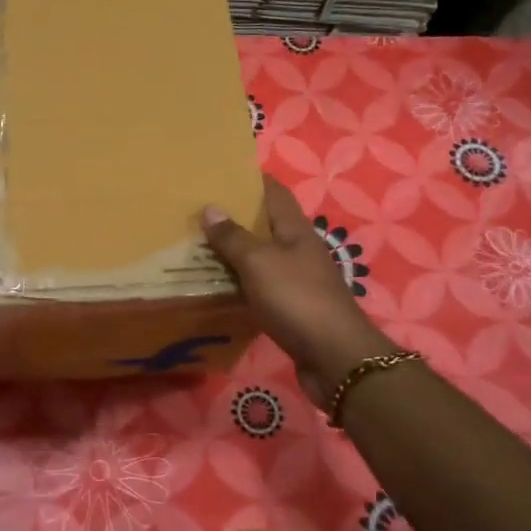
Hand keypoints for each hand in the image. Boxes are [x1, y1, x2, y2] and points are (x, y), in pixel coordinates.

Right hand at [203, 175, 394, 407]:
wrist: (333, 357)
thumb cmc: (297, 299)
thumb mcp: (259, 263)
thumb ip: (233, 237)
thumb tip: (210, 208)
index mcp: (295, 230)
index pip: (274, 192)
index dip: (251, 180)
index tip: (220, 174)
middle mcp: (298, 250)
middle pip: (265, 225)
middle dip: (234, 216)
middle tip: (196, 212)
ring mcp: (297, 280)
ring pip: (260, 257)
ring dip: (234, 252)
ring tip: (197, 246)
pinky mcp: (291, 308)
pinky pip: (259, 286)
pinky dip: (239, 282)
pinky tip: (216, 285)